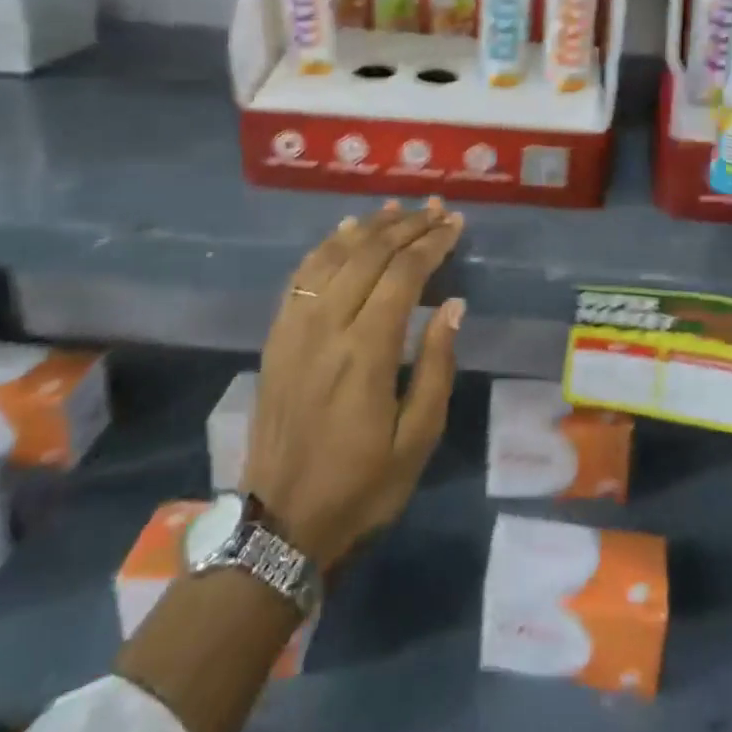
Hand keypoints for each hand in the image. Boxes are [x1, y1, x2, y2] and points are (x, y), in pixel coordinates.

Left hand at [244, 199, 465, 570]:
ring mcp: (295, 327)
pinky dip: (327, 246)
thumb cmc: (361, 486)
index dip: (431, 244)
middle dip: (406, 226)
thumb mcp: (416, 441)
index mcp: (366, 353)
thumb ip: (437, 367)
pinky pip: (302, 275)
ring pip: (333, 256)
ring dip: (368, 228)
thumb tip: (453, 306)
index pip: (403, 276)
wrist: (280, 521)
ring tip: (396, 209)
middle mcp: (327, 327)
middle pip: (369, 255)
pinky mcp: (277, 336)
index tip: (454, 224)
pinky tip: (344, 233)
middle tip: (435, 209)